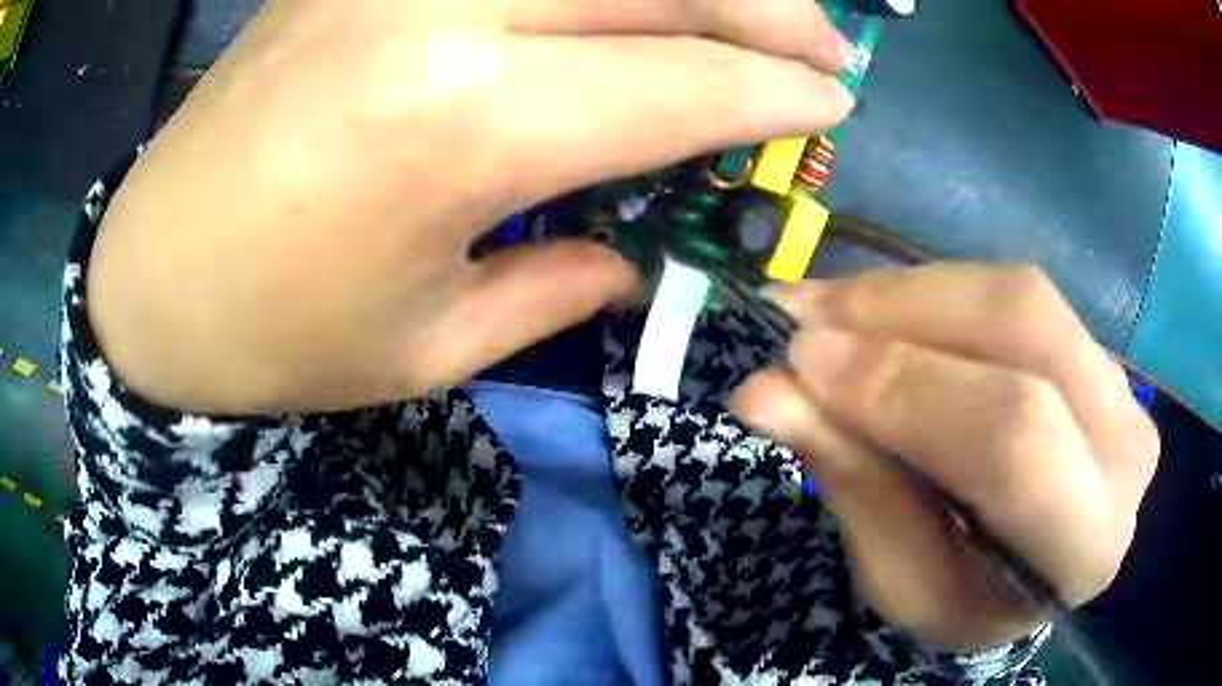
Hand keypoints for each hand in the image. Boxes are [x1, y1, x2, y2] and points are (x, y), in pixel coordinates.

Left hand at [88, 0, 855, 413]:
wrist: (151, 281)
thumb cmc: (275, 340)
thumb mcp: (428, 344)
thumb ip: (560, 284)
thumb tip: (642, 254)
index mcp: (460, 124)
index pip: (680, 83)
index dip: (775, 94)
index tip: (832, 104)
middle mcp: (438, 12)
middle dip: (768, 11)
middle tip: (827, 46)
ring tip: (756, 12)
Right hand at [733, 265, 1159, 650]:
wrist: (1039, 570)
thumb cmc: (969, 600)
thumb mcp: (902, 581)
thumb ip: (853, 484)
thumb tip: (765, 392)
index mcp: (1085, 542)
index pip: (1013, 439)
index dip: (905, 388)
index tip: (799, 364)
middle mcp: (1123, 447)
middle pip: (1025, 330)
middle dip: (902, 314)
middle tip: (802, 320)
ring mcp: (1121, 384)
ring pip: (1018, 295)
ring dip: (908, 292)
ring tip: (825, 309)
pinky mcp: (1098, 348)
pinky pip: (1015, 293)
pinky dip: (933, 292)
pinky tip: (878, 309)